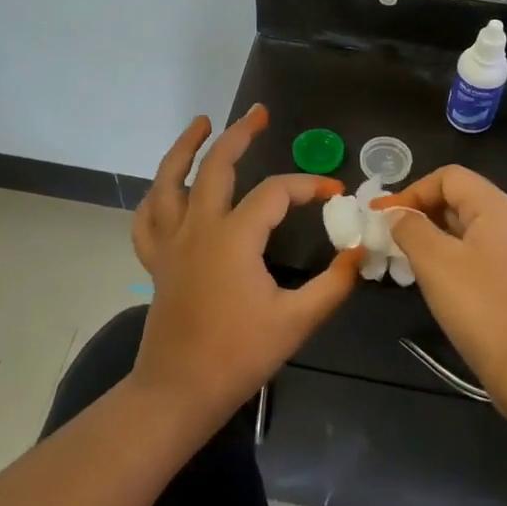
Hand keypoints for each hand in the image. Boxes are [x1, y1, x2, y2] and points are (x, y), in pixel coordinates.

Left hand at [130, 106, 361, 438]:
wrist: (180, 391)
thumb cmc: (238, 356)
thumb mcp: (296, 321)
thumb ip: (333, 284)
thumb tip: (358, 253)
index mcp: (234, 238)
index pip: (275, 193)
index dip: (307, 186)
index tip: (334, 192)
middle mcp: (198, 228)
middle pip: (216, 166)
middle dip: (239, 135)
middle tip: (259, 114)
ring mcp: (171, 243)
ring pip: (169, 181)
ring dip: (185, 148)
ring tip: (201, 123)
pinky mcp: (157, 261)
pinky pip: (148, 218)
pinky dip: (157, 195)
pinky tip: (166, 186)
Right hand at [373, 166, 506, 427]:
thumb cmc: (480, 306)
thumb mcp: (434, 262)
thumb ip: (410, 228)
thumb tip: (396, 214)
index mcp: (496, 207)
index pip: (448, 176)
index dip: (413, 191)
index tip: (385, 218)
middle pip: (459, 198)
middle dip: (421, 212)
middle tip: (390, 237)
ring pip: (466, 228)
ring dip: (433, 236)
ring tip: (405, 259)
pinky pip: (477, 252)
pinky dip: (450, 256)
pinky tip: (434, 280)